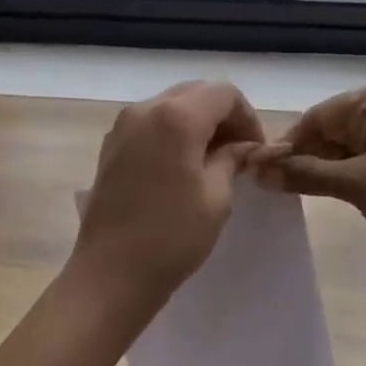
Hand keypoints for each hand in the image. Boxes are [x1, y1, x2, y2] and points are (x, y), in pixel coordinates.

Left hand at [70, 81, 264, 318]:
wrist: (111, 272)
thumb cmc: (172, 236)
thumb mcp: (216, 197)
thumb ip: (232, 159)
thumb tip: (242, 146)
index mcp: (176, 117)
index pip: (224, 93)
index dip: (247, 116)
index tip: (255, 149)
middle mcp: (145, 110)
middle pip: (195, 93)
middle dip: (222, 116)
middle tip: (238, 152)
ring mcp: (122, 126)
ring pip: (171, 105)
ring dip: (197, 123)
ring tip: (212, 160)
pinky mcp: (110, 146)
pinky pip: (150, 123)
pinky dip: (172, 133)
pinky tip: (182, 166)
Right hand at [249, 79, 365, 285]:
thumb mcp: (354, 185)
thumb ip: (303, 174)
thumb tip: (257, 171)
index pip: (318, 116)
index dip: (287, 145)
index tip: (258, 171)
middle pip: (332, 129)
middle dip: (305, 157)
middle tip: (274, 186)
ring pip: (348, 145)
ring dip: (324, 169)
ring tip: (295, 192)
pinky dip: (347, 174)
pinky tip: (329, 193)